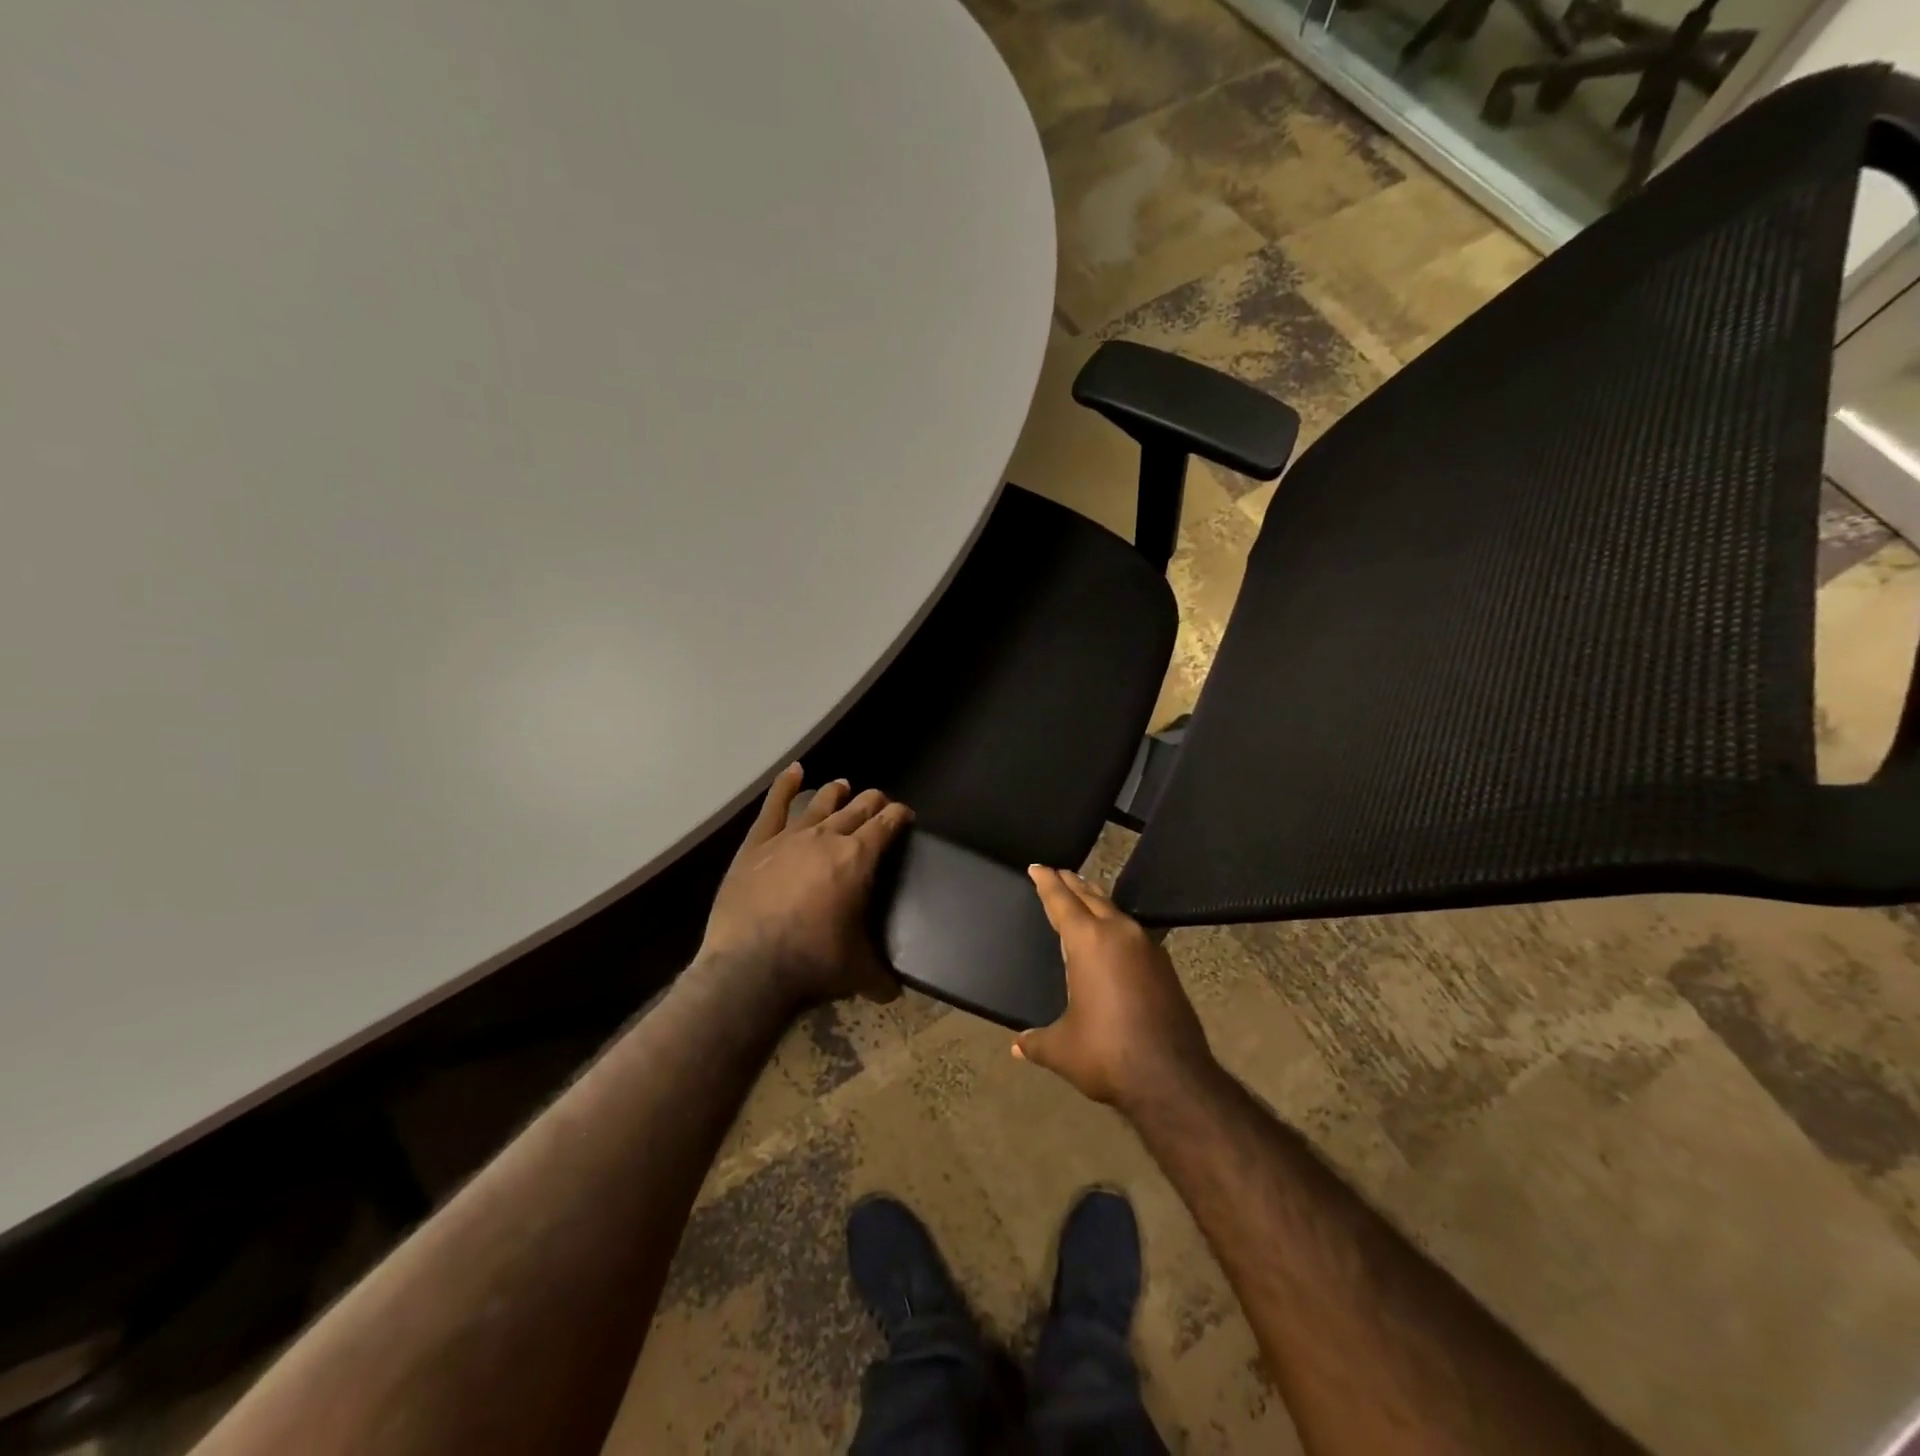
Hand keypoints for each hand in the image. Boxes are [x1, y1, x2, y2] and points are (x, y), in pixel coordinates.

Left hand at [700, 764, 912, 1005]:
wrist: (750, 968)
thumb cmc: (813, 963)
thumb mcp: (858, 972)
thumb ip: (880, 977)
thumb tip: (895, 993)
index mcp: (858, 858)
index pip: (887, 824)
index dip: (899, 815)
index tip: (904, 815)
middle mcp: (827, 837)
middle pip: (858, 808)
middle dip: (873, 802)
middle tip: (879, 804)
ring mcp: (789, 837)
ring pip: (819, 803)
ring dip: (836, 793)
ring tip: (844, 785)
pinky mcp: (756, 845)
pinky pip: (773, 807)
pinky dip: (785, 786)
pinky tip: (794, 772)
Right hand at [1013, 867, 1217, 1113]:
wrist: (1172, 1078)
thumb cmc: (1107, 1054)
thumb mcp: (1062, 1049)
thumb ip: (1036, 1042)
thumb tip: (1017, 1047)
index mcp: (1088, 942)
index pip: (1062, 901)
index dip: (1047, 882)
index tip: (1038, 867)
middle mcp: (1118, 934)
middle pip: (1091, 897)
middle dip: (1072, 884)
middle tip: (1058, 874)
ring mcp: (1146, 947)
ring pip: (1115, 911)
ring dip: (1097, 901)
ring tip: (1084, 896)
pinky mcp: (1164, 965)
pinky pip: (1132, 931)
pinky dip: (1116, 924)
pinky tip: (1114, 937)